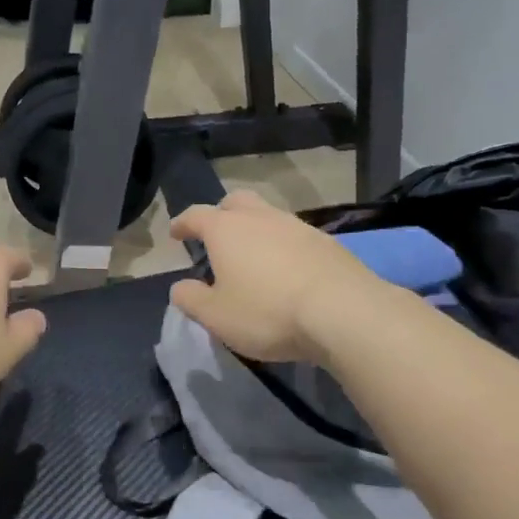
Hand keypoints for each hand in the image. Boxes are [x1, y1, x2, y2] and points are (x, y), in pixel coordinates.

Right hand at [169, 191, 382, 363]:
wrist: (343, 311)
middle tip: (216, 235)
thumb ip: (191, 299)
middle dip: (221, 214)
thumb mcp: (216, 316)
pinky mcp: (326, 242)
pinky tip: (286, 270)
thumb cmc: (267, 312)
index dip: (182, 223)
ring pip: (268, 216)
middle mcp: (260, 218)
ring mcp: (297, 226)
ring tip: (253, 257)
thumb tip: (179, 287)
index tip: (175, 233)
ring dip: (255, 230)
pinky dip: (283, 246)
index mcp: (226, 230)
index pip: (196, 215)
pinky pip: (294, 235)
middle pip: (236, 202)